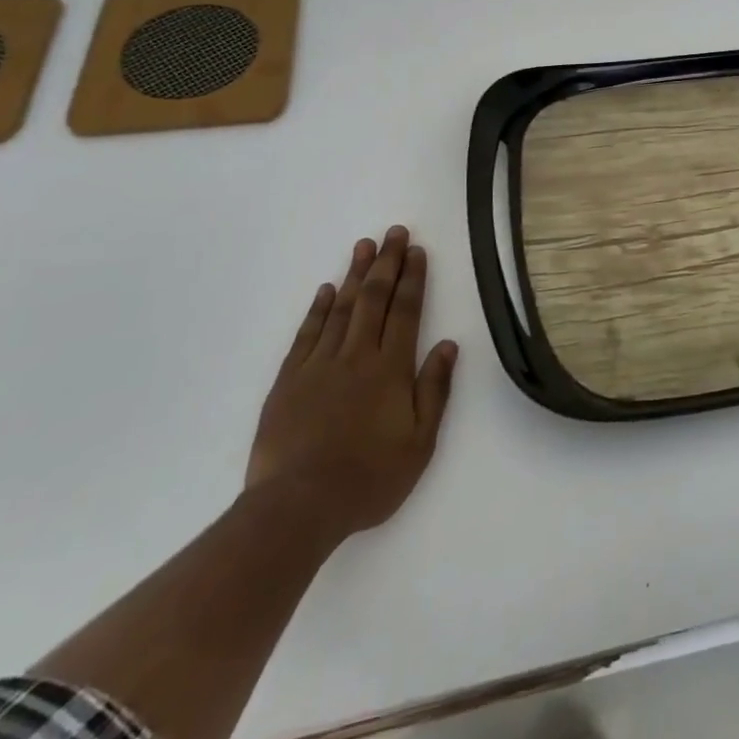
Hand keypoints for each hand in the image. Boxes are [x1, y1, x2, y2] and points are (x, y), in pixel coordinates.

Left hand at [244, 226, 457, 546]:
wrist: (297, 507)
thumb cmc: (368, 478)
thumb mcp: (419, 443)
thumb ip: (434, 390)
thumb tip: (449, 345)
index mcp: (391, 368)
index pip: (406, 311)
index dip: (413, 278)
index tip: (417, 250)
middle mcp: (357, 355)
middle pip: (374, 299)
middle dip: (387, 262)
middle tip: (394, 232)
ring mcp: (319, 364)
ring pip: (341, 308)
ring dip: (355, 274)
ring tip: (364, 246)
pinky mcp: (289, 380)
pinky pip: (307, 334)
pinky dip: (318, 308)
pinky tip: (326, 289)